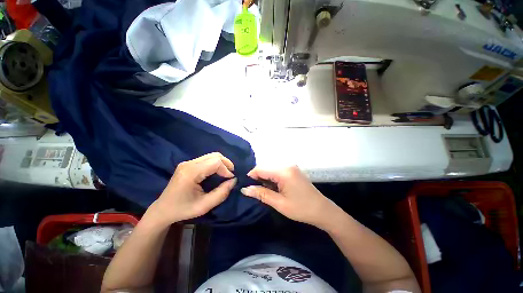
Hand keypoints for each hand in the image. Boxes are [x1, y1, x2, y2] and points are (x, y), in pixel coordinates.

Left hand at [149, 153, 236, 225]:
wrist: (162, 210)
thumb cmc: (183, 209)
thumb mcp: (204, 206)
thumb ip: (221, 193)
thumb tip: (234, 180)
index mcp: (190, 173)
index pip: (215, 162)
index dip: (226, 169)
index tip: (231, 179)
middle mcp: (189, 163)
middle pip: (214, 155)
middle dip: (226, 163)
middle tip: (231, 174)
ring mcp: (187, 162)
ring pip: (211, 155)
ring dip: (222, 163)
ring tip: (226, 173)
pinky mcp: (188, 164)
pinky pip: (207, 159)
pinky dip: (216, 164)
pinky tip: (218, 172)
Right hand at [241, 166, 341, 228]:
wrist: (322, 210)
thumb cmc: (301, 208)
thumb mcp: (279, 203)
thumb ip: (261, 194)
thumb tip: (245, 189)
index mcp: (283, 171)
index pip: (261, 169)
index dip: (251, 176)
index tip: (245, 186)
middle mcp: (287, 165)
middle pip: (266, 168)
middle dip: (258, 178)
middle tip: (254, 191)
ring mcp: (291, 167)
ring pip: (271, 170)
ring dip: (265, 179)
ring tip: (263, 190)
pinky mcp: (293, 170)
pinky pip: (278, 171)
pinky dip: (272, 178)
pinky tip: (273, 187)